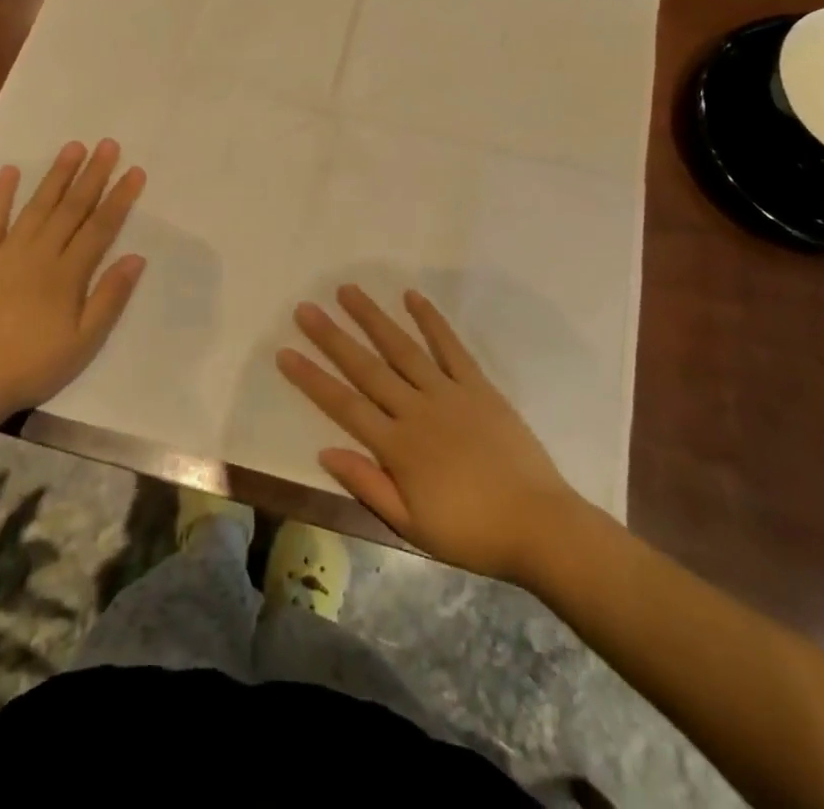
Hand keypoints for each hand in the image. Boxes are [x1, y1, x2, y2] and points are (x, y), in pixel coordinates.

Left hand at [0, 139, 146, 416]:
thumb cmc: (33, 366)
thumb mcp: (83, 342)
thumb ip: (109, 298)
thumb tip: (136, 257)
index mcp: (68, 274)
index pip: (100, 227)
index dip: (120, 198)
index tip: (135, 171)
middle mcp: (40, 254)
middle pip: (72, 208)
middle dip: (92, 175)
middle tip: (108, 144)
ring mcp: (5, 253)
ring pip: (37, 206)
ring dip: (56, 175)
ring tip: (72, 147)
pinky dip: (0, 195)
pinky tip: (10, 171)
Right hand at [277, 286, 579, 583]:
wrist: (538, 524)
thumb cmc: (471, 532)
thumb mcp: (412, 526)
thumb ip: (368, 485)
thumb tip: (326, 450)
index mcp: (398, 446)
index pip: (344, 405)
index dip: (312, 378)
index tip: (285, 352)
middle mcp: (417, 410)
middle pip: (366, 367)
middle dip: (332, 337)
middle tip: (306, 308)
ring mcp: (448, 393)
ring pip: (402, 348)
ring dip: (373, 318)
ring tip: (348, 291)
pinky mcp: (478, 385)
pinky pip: (451, 347)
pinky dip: (431, 321)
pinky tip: (412, 297)